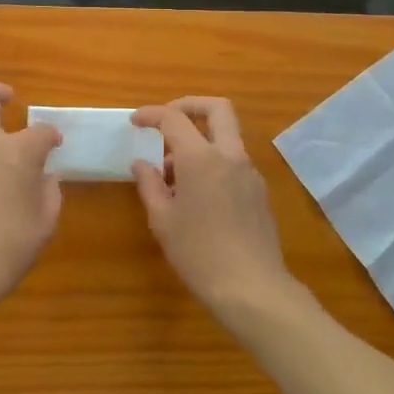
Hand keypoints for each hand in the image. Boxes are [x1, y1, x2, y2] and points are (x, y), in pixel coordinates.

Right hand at [132, 98, 295, 323]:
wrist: (252, 288)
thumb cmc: (198, 253)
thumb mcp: (163, 220)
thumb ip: (149, 184)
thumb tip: (142, 163)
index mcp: (201, 158)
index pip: (174, 118)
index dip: (151, 114)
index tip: (135, 121)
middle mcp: (230, 156)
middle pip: (217, 108)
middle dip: (190, 105)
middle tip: (167, 121)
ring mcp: (249, 172)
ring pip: (226, 135)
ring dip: (200, 138)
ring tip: (173, 171)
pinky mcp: (259, 191)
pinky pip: (233, 161)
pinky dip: (213, 161)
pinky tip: (196, 193)